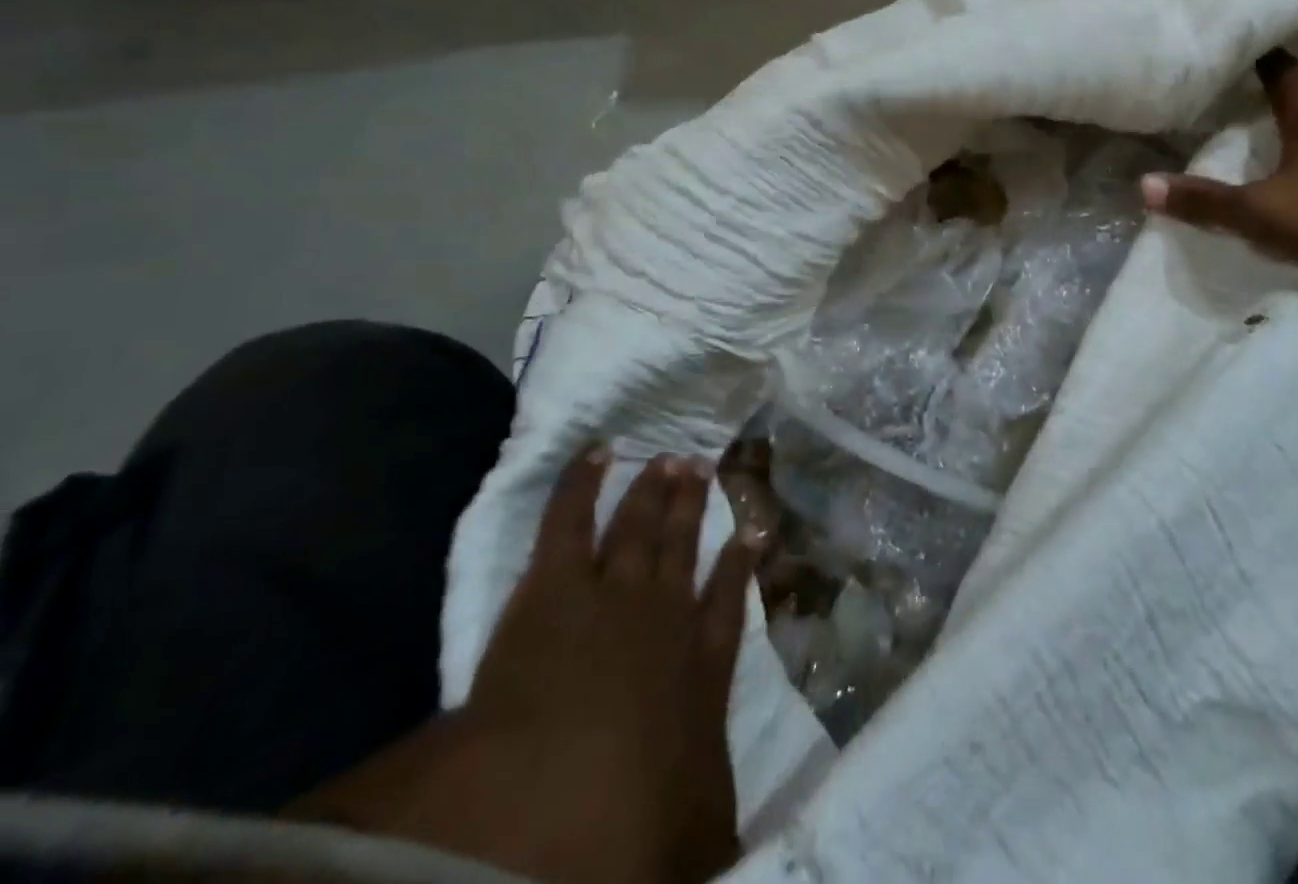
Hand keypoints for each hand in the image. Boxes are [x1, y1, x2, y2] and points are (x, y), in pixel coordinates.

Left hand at [292, 450, 758, 883]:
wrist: (544, 801)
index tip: (753, 532)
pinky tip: (597, 452)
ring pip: (639, 525)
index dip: (741, 565)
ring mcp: (613, 592)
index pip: (727, 604)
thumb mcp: (697, 835)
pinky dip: (581, 483)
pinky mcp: (556, 585)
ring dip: (653, 490)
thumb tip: (752, 845)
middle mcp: (664, 616)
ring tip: (669, 457)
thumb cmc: (624, 824)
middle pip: (683, 548)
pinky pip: (570, 519)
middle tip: (705, 466)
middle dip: (694, 507)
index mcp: (699, 669)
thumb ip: (723, 824)